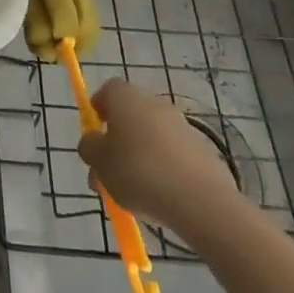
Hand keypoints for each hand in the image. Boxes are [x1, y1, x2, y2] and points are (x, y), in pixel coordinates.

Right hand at [77, 81, 243, 238]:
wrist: (200, 201)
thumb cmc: (138, 172)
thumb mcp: (99, 162)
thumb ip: (89, 148)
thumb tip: (93, 142)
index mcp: (126, 97)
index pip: (107, 91)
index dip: (98, 110)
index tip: (94, 136)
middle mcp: (155, 103)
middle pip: (130, 117)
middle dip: (118, 142)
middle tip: (109, 174)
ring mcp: (183, 126)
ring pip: (153, 138)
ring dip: (141, 158)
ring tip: (135, 194)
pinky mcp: (204, 151)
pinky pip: (175, 156)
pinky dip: (166, 170)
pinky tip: (162, 197)